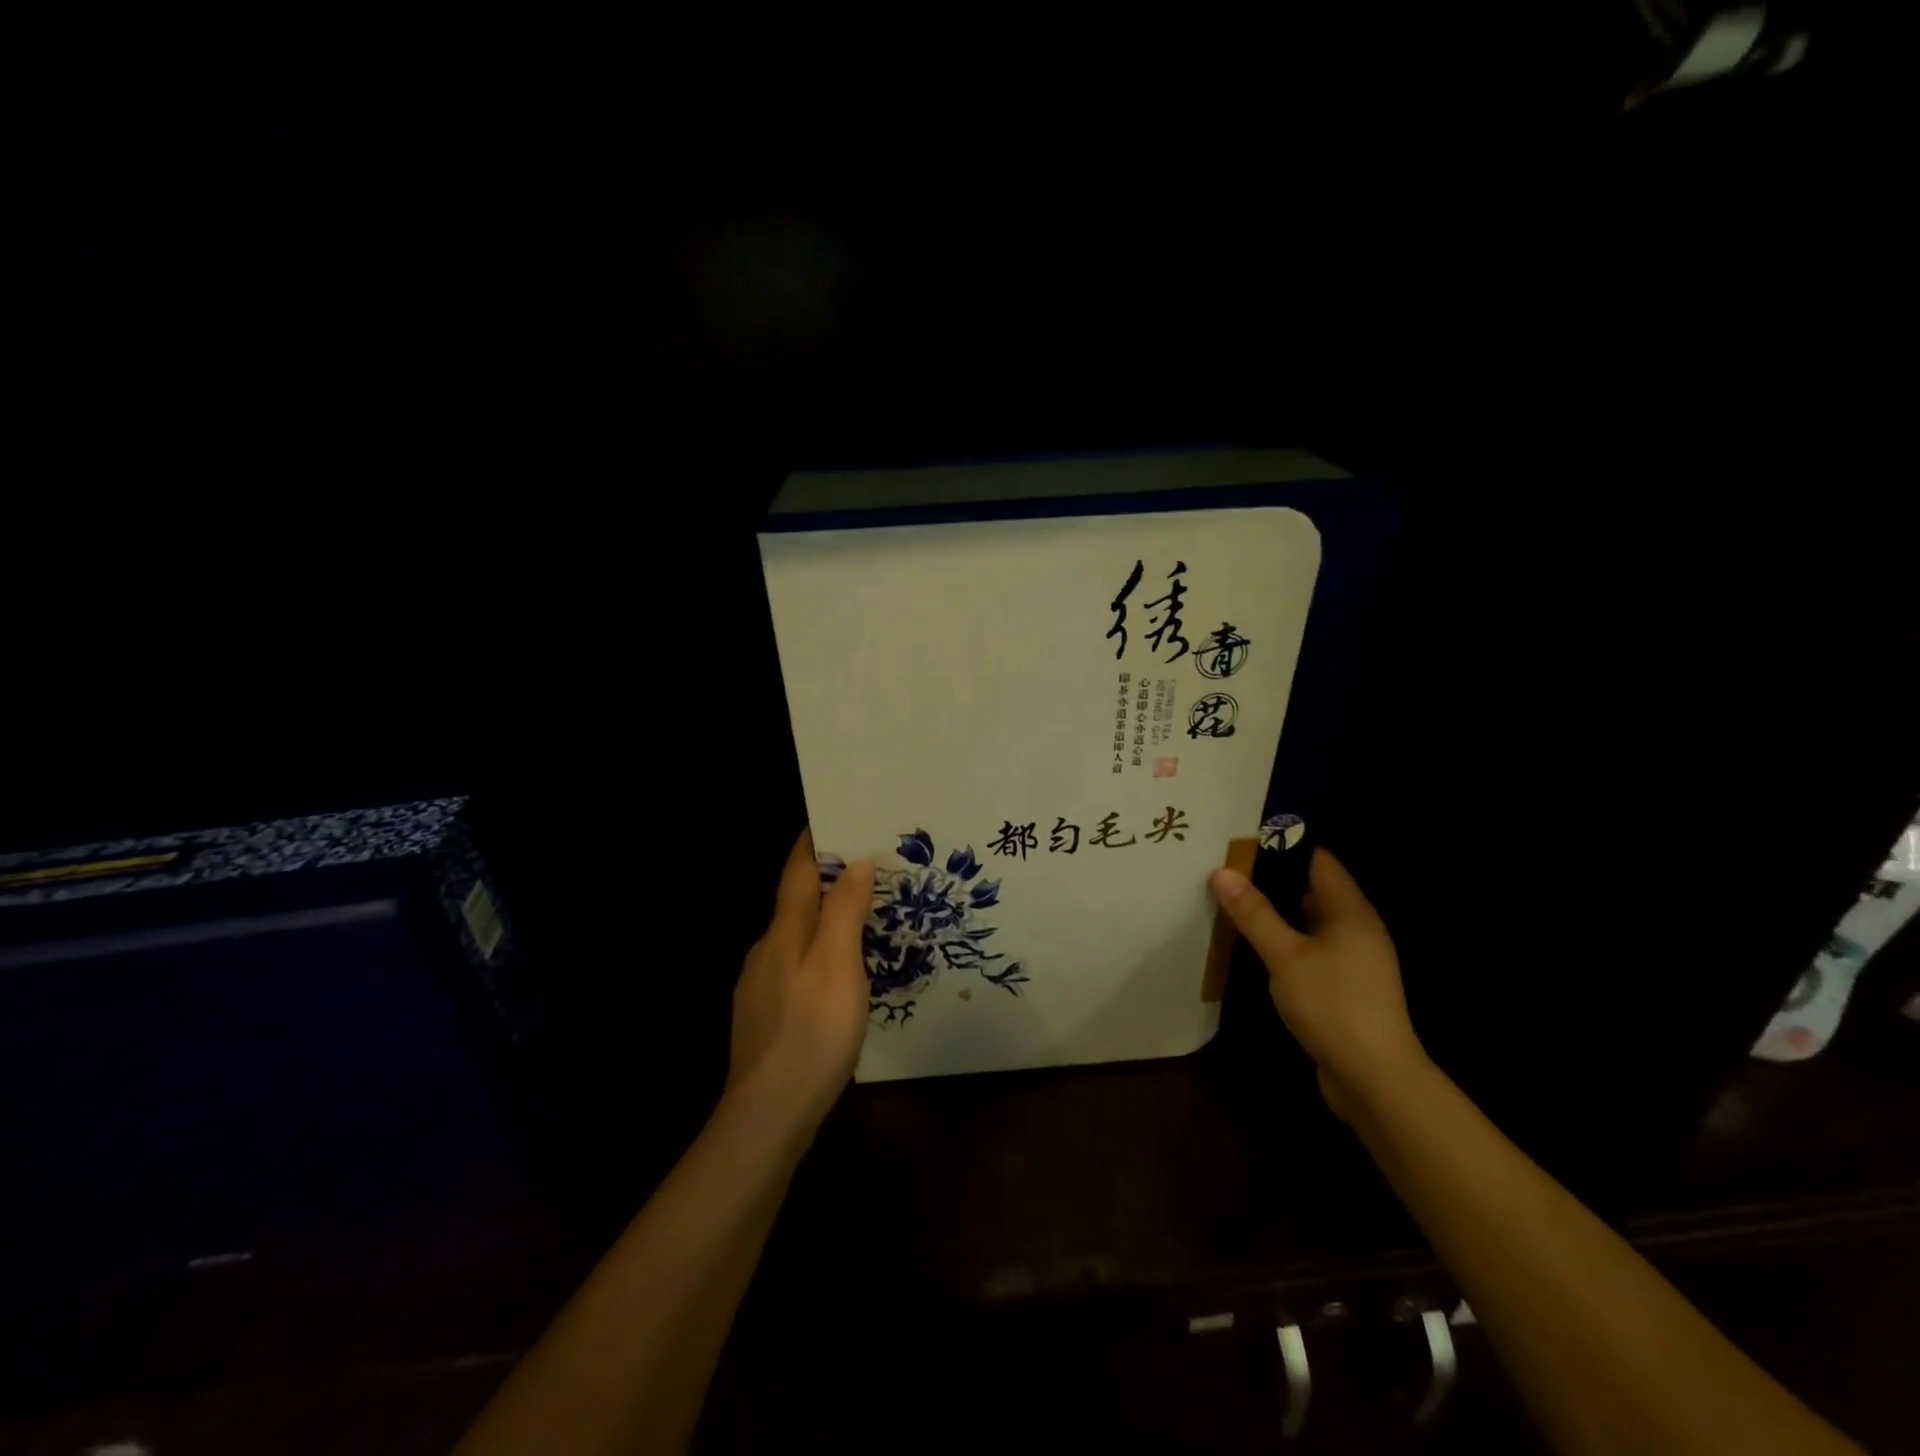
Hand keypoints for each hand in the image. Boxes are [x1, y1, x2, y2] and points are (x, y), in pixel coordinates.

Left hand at [726, 829, 874, 1129]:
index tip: (837, 815)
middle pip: (795, 900)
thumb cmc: (812, 1031)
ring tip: (862, 917)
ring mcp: (761, 985)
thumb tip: (855, 862)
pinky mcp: (766, 1015)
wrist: (768, 1114)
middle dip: (826, 878)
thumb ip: (845, 911)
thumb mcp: (838, 965)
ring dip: (824, 918)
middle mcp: (766, 949)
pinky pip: (795, 966)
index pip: (796, 870)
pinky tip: (838, 974)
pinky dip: (818, 952)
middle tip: (869, 867)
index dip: (814, 841)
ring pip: (795, 936)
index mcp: (783, 931)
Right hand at [1210, 848, 1427, 1120]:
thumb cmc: (1333, 1005)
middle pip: (1311, 889)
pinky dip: (1284, 941)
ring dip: (1275, 912)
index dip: (1283, 846)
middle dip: (1271, 878)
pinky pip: (1309, 949)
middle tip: (1227, 868)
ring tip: (1232, 902)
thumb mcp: (1286, 956)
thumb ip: (1254, 913)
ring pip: (1308, 922)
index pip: (1318, 861)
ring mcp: (1353, 959)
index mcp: (1351, 911)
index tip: (1242, 840)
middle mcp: (1356, 929)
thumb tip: (1221, 871)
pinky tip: (1254, 946)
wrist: (1375, 1079)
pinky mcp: (1343, 986)